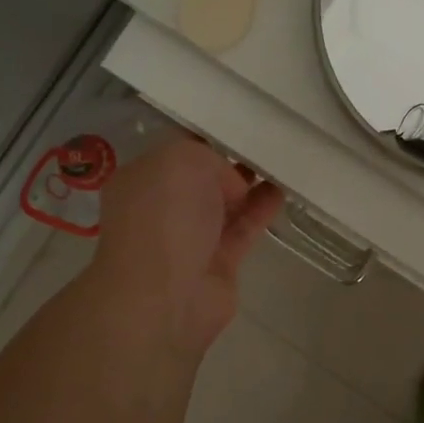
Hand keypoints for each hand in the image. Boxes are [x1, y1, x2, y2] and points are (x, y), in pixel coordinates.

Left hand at [91, 135, 283, 357]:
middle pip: (201, 179)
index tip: (238, 126)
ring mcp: (189, 238)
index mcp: (141, 180)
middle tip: (264, 144)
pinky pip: (242, 229)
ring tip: (281, 164)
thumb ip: (209, 157)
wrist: (165, 296)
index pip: (175, 152)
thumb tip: (230, 184)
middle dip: (229, 163)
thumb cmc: (165, 217)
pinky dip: (261, 211)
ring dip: (250, 186)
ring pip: (224, 205)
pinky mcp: (217, 263)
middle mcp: (161, 208)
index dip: (206, 138)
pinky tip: (282, 191)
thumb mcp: (183, 160)